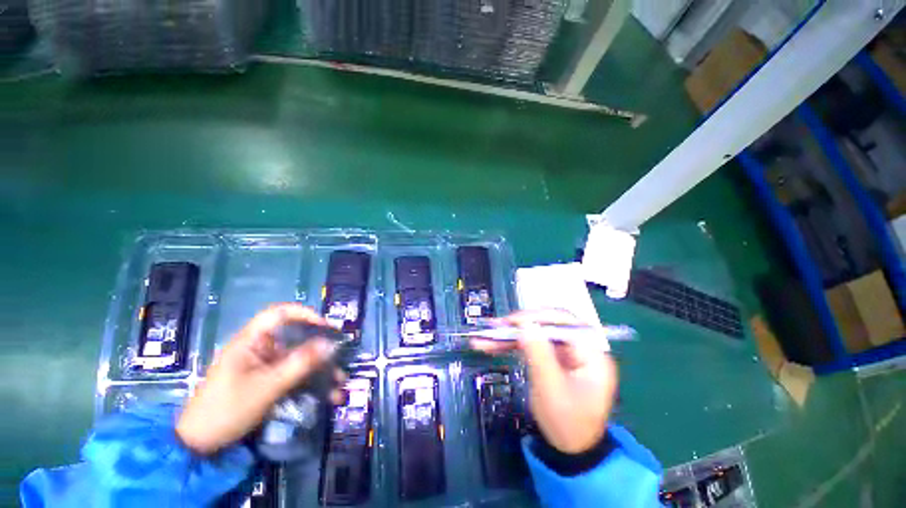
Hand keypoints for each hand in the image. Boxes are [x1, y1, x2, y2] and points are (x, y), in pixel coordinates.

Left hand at [177, 304, 343, 454]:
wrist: (199, 446)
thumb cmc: (226, 410)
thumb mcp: (267, 387)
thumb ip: (300, 364)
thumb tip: (331, 344)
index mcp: (251, 341)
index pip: (279, 313)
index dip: (305, 314)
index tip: (326, 327)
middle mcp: (260, 348)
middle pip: (295, 337)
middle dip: (320, 348)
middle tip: (340, 356)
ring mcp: (264, 365)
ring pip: (299, 358)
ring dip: (320, 369)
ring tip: (339, 382)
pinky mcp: (268, 381)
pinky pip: (294, 375)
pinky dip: (310, 382)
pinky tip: (327, 394)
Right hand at [471, 309, 617, 453]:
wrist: (570, 449)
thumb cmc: (567, 424)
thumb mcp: (552, 391)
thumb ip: (539, 355)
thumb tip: (525, 324)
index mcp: (591, 353)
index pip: (564, 322)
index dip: (537, 317)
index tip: (512, 322)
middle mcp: (579, 346)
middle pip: (547, 324)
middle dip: (519, 325)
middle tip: (495, 328)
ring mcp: (564, 351)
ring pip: (535, 333)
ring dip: (510, 335)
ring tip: (485, 338)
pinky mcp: (551, 356)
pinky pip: (530, 344)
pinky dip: (511, 344)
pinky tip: (492, 345)